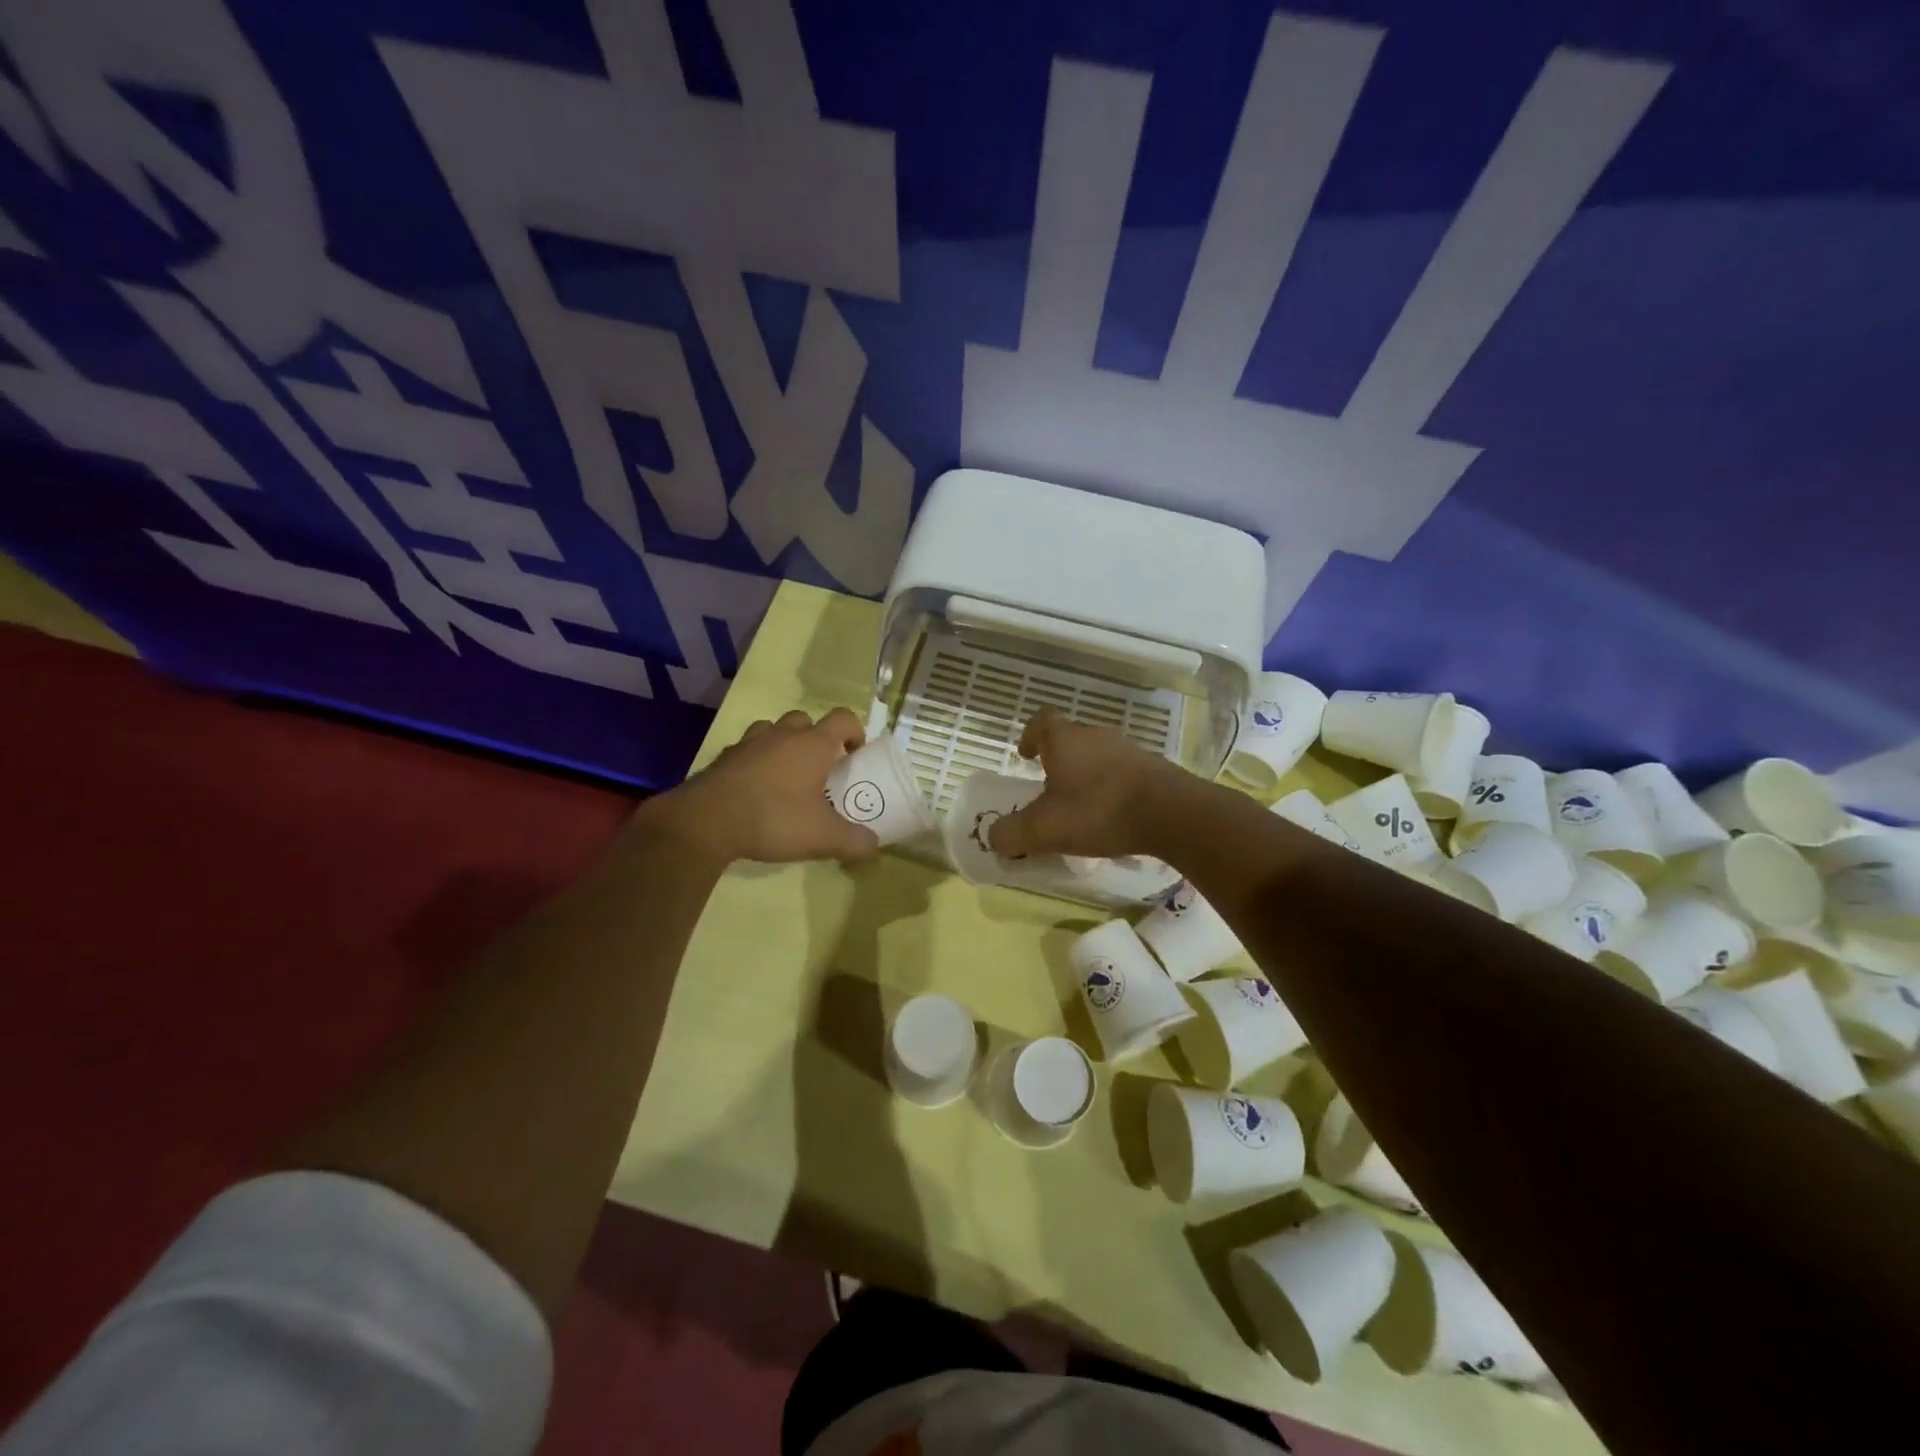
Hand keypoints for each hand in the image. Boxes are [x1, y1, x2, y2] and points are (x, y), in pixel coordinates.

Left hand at [636, 708, 880, 865]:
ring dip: (783, 744)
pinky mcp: (723, 758)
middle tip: (819, 767)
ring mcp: (749, 743)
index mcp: (812, 745)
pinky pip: (746, 750)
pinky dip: (755, 761)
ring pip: (772, 730)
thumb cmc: (774, 819)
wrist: (706, 822)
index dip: (855, 731)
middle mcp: (782, 735)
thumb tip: (874, 846)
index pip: (843, 718)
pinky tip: (754, 788)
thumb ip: (854, 841)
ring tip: (785, 774)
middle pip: (805, 719)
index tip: (856, 753)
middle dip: (816, 737)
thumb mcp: (823, 837)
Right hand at [987, 708, 1194, 859]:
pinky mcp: (1152, 768)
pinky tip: (1111, 816)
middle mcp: (1095, 735)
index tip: (1025, 755)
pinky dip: (1110, 788)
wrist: (1170, 813)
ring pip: (1097, 755)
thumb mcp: (1044, 829)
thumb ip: (1012, 833)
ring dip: (1085, 775)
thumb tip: (993, 837)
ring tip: (1080, 806)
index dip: (1030, 735)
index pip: (1041, 720)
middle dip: (1057, 761)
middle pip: (1069, 739)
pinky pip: (1121, 772)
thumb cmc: (1097, 811)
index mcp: (1064, 739)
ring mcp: (1127, 749)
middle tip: (1048, 790)